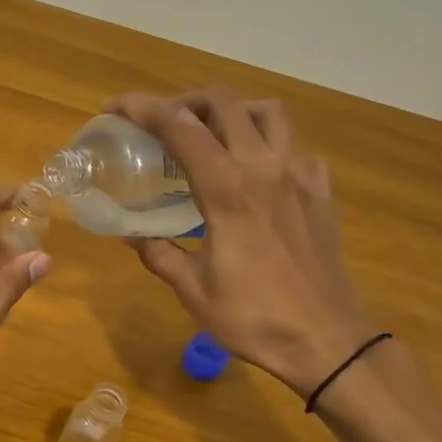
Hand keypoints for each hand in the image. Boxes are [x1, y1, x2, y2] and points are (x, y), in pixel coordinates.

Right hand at [105, 87, 378, 396]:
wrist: (326, 340)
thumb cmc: (254, 318)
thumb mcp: (192, 289)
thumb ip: (158, 253)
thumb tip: (129, 234)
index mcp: (227, 189)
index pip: (179, 126)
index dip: (143, 108)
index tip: (115, 109)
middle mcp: (264, 168)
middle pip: (224, 102)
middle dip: (184, 101)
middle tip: (160, 122)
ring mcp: (299, 175)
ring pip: (267, 112)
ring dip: (233, 111)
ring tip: (210, 135)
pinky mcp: (321, 191)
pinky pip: (295, 147)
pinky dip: (268, 145)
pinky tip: (255, 172)